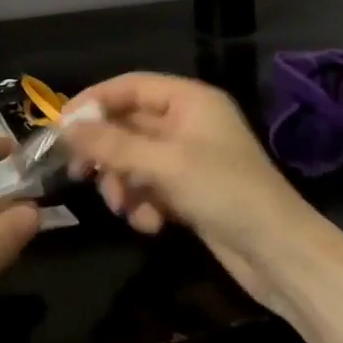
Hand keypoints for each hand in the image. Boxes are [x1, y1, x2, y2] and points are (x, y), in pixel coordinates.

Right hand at [62, 73, 342, 342]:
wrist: (281, 255)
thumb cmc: (224, 192)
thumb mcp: (163, 164)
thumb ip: (112, 144)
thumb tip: (65, 127)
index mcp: (189, 100)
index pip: (130, 86)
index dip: (94, 101)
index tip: (61, 125)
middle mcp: (188, 122)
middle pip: (129, 125)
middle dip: (107, 152)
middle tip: (80, 172)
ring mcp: (189, 158)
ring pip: (135, 159)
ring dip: (124, 183)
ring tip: (123, 207)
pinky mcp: (190, 192)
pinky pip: (151, 186)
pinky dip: (144, 203)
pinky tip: (150, 224)